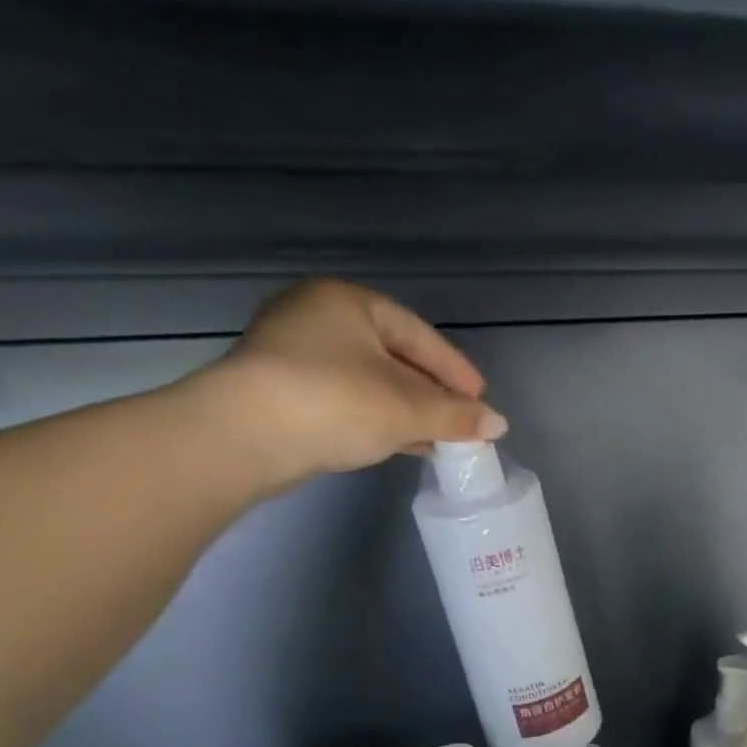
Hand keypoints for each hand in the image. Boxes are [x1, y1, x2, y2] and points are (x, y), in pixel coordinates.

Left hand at [180, 279, 506, 486]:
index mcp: (349, 303)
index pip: (419, 335)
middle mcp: (319, 316)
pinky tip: (401, 443)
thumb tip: (499, 424)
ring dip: (407, 410)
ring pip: (370, 381)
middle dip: (431, 393)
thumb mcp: (406, 410)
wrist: (246, 436)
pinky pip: (347, 399)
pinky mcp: (283, 390)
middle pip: (394, 356)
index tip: (481, 399)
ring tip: (438, 438)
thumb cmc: (335, 403)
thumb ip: (455, 416)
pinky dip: (378, 418)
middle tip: (462, 421)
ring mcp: (295, 352)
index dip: (455, 370)